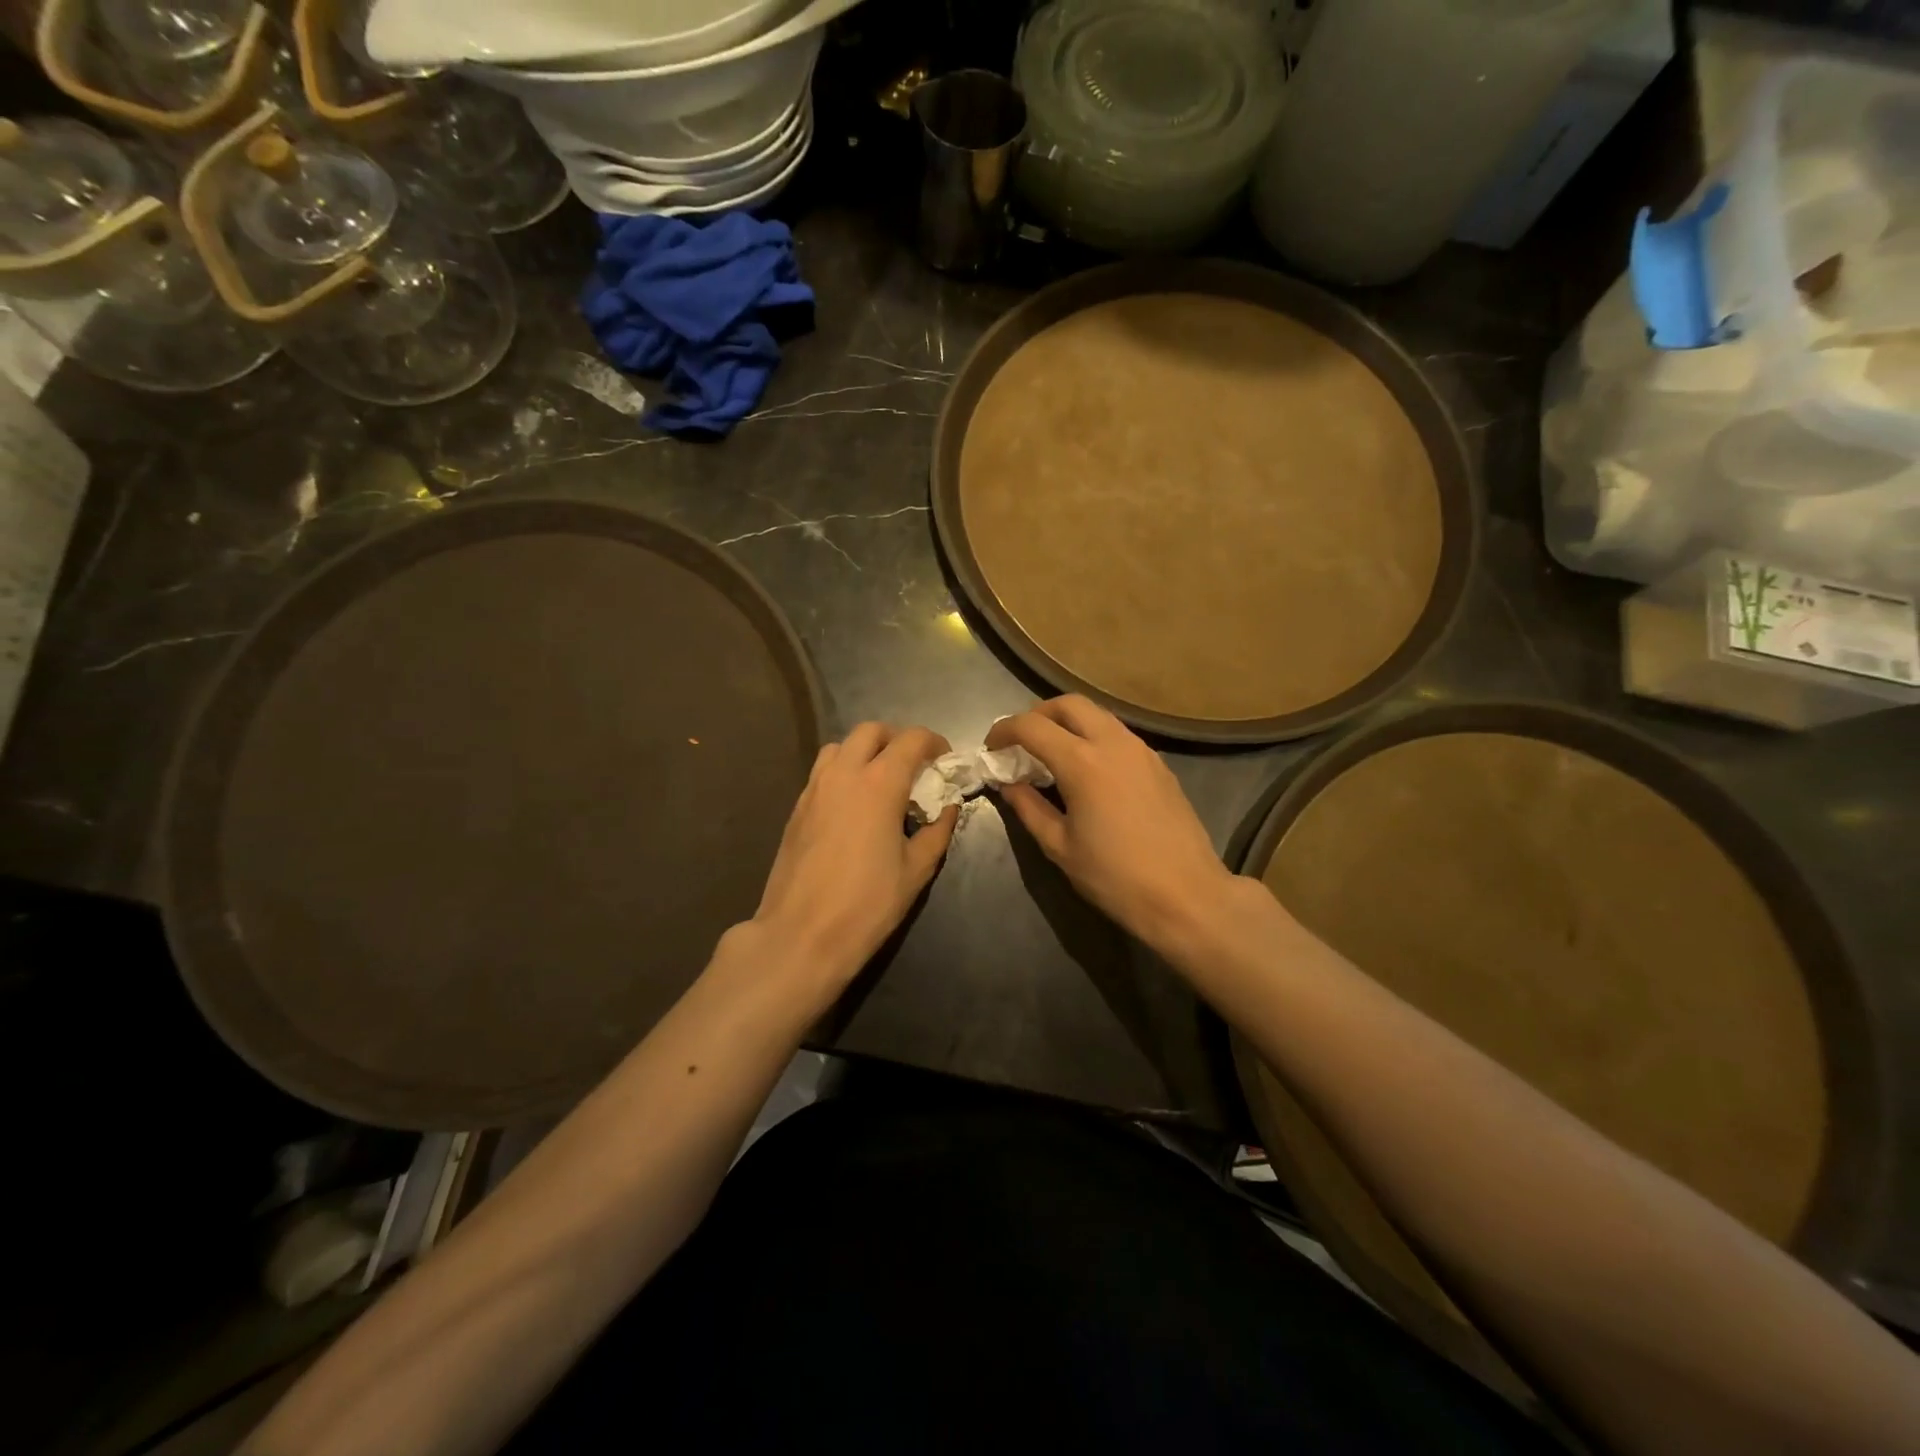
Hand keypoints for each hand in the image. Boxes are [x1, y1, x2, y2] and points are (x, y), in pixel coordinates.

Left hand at [748, 722, 957, 995]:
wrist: (801, 935)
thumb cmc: (867, 904)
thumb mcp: (916, 870)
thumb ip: (937, 831)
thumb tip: (948, 808)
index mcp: (879, 783)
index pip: (911, 739)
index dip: (934, 742)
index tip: (945, 759)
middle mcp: (844, 774)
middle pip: (871, 731)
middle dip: (897, 739)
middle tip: (914, 765)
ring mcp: (814, 788)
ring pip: (840, 746)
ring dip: (864, 750)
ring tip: (881, 779)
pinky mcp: (796, 808)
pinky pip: (822, 771)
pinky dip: (842, 771)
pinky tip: (853, 804)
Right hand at [986, 696, 1238, 949]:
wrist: (1186, 896)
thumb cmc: (1115, 877)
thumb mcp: (1060, 847)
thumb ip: (1029, 808)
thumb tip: (1010, 785)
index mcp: (1082, 762)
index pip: (1032, 726)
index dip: (1004, 731)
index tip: (991, 749)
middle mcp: (1113, 743)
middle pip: (1068, 704)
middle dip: (1038, 715)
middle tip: (1021, 742)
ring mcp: (1141, 750)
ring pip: (1098, 714)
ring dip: (1068, 723)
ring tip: (1052, 754)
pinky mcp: (1159, 764)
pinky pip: (1118, 734)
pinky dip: (1094, 737)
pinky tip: (1088, 770)